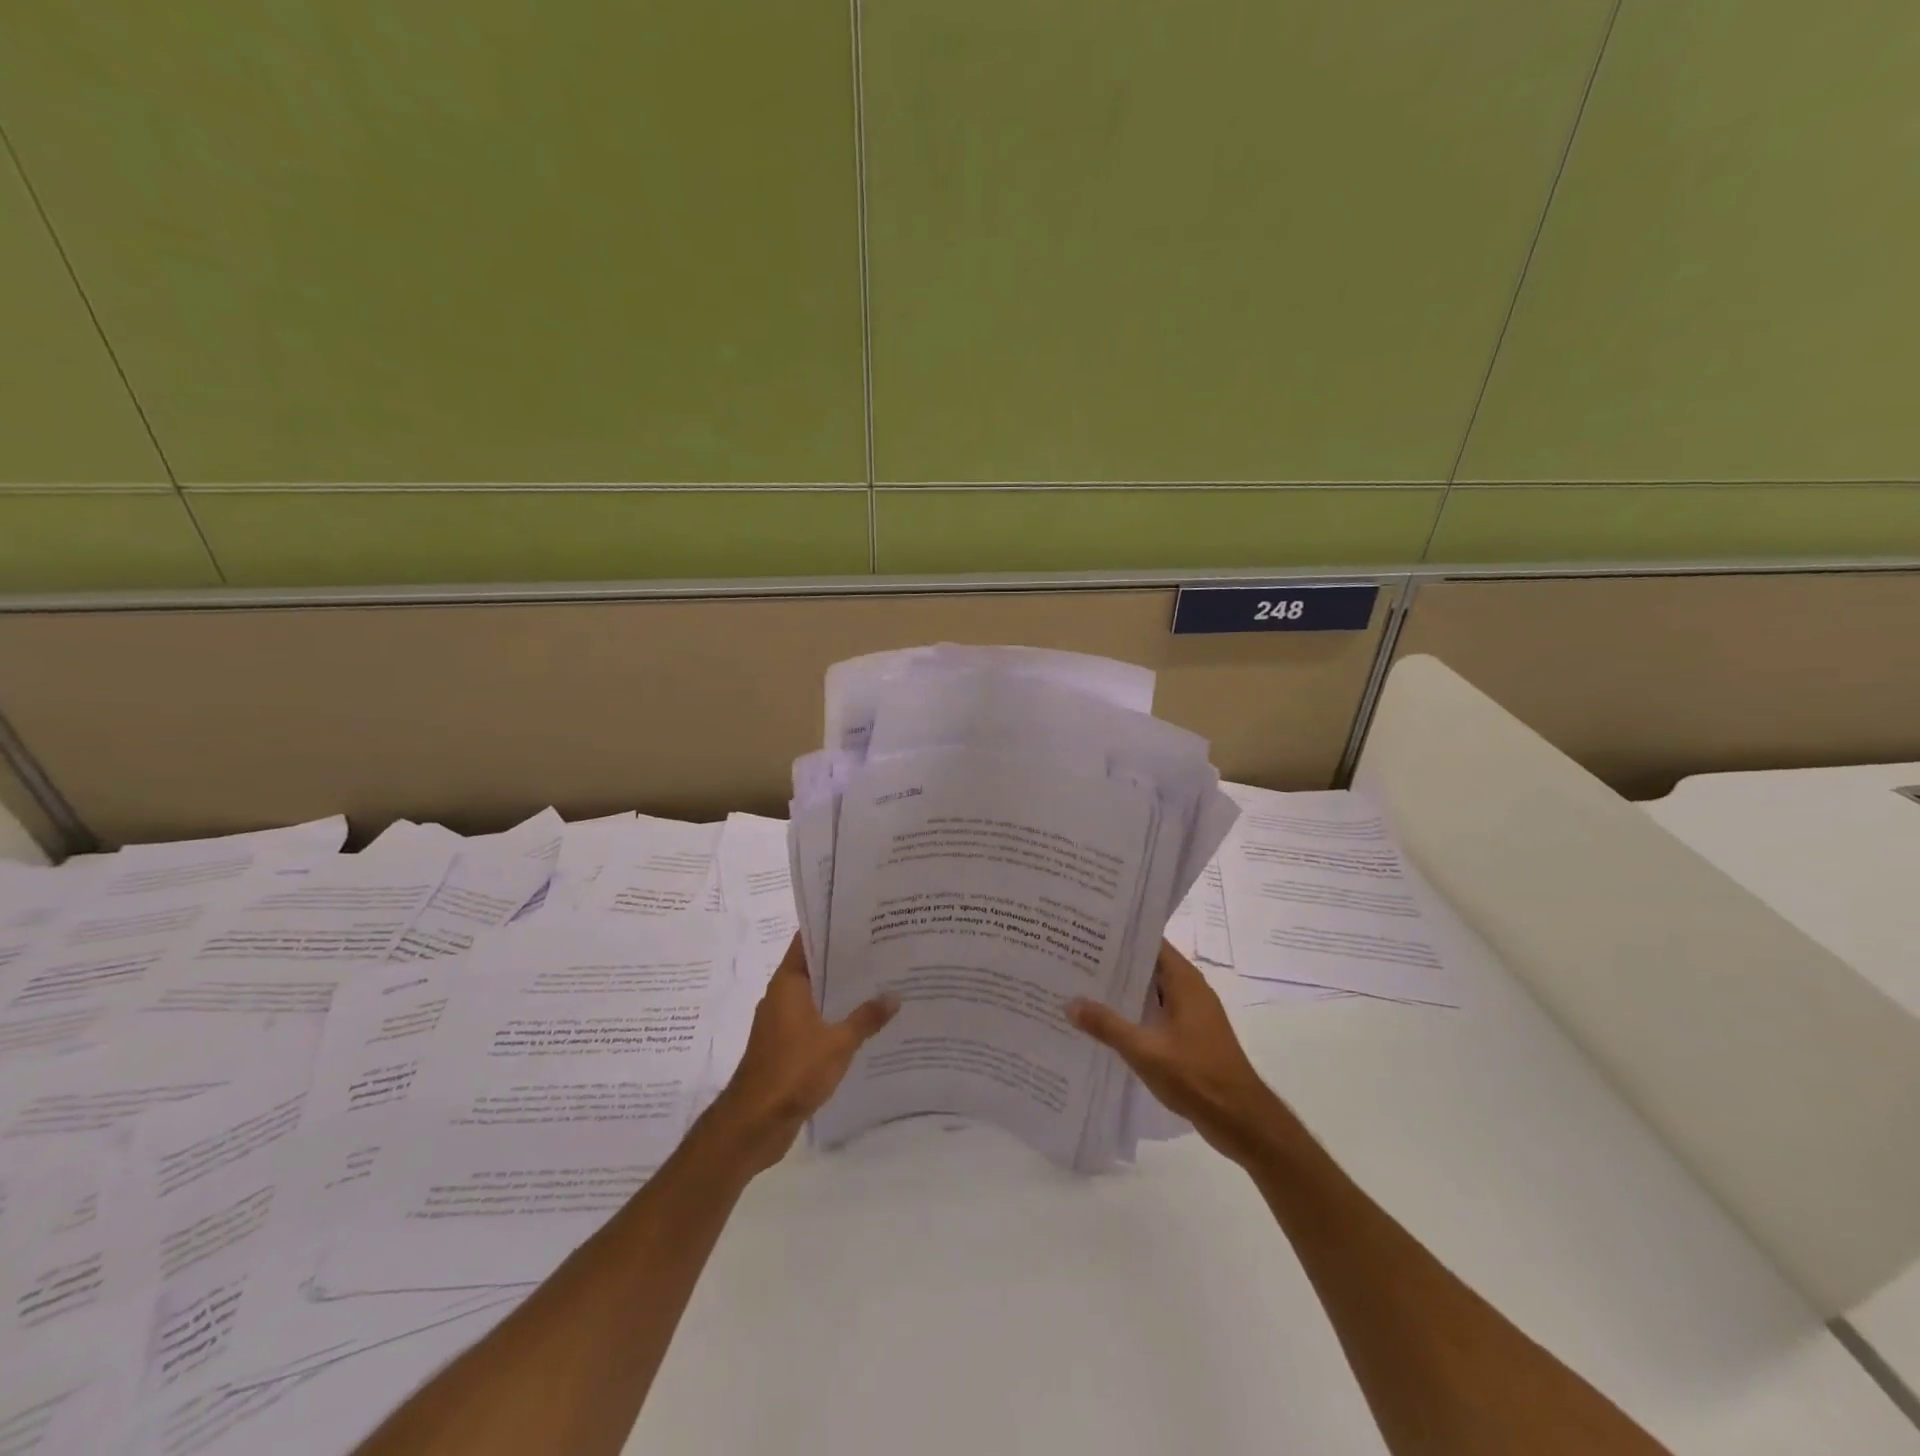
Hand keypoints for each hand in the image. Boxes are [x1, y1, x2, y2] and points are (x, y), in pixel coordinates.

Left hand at [705, 934, 897, 1174]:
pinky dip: (835, 1019)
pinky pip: (814, 1022)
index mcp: (788, 984)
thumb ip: (866, 1018)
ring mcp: (782, 1024)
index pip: (808, 942)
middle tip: (882, 949)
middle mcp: (782, 997)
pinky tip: (864, 1023)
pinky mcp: (786, 1048)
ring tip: (880, 983)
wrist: (754, 1124)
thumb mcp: (838, 1043)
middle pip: (815, 968)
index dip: (831, 929)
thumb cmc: (793, 1071)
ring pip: (816, 997)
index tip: (861, 919)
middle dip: (845, 961)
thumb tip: (895, 995)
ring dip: (842, 992)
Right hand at [1068, 940, 1284, 1165]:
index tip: (1088, 929)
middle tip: (1075, 956)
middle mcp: (1190, 990)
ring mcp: (1192, 1014)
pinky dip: (1133, 1013)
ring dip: (1122, 990)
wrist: (1241, 1121)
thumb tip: (1070, 1002)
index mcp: (1184, 981)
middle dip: (1114, 963)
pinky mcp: (1190, 1036)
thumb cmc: (1196, 1076)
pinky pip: (1156, 1013)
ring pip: (1151, 991)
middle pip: (1148, 966)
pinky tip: (1105, 1023)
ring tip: (1081, 986)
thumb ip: (1107, 1025)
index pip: (1150, 942)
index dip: (1120, 935)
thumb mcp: (1145, 1050)